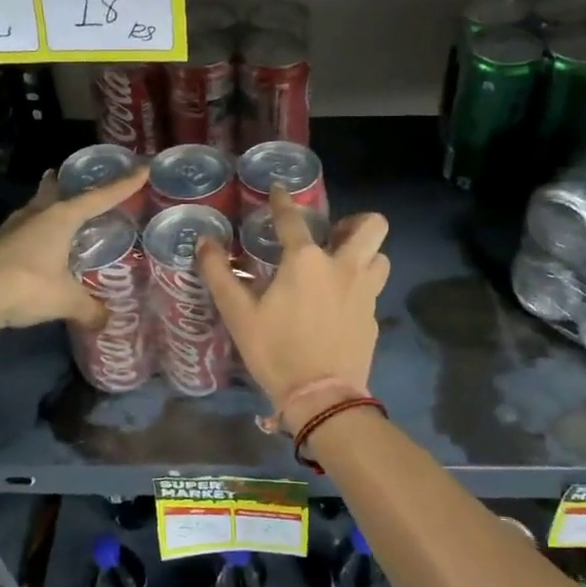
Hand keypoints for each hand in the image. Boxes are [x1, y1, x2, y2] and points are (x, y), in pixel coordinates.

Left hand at [0, 165, 148, 334]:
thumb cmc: (26, 286)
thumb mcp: (66, 300)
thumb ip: (89, 309)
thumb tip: (106, 322)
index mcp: (60, 218)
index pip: (100, 197)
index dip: (124, 185)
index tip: (143, 169)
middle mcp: (37, 216)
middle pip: (55, 192)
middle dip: (65, 183)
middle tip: (72, 177)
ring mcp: (12, 230)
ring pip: (35, 210)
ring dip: (45, 207)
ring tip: (55, 208)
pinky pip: (23, 233)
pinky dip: (34, 234)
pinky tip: (36, 247)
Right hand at [198, 188, 389, 429]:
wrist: (322, 397)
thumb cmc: (275, 351)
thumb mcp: (239, 314)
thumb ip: (220, 274)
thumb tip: (205, 243)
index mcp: (305, 261)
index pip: (292, 218)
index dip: (283, 201)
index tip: (279, 189)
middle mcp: (342, 267)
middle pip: (371, 225)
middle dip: (356, 222)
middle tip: (335, 234)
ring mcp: (365, 292)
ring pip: (380, 257)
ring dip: (365, 255)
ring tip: (343, 267)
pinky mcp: (374, 318)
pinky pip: (374, 290)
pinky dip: (360, 289)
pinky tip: (341, 306)